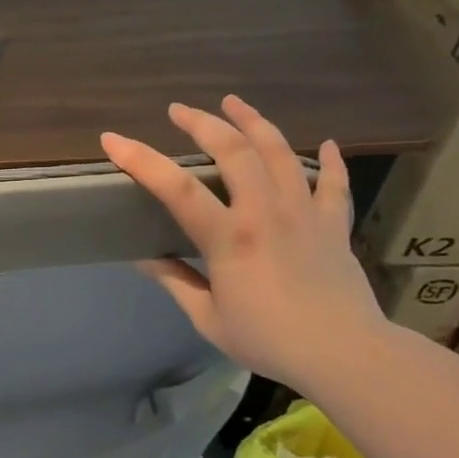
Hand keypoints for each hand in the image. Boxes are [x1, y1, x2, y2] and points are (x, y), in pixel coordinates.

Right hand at [101, 96, 387, 389]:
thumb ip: (176, 282)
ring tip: (234, 102)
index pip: (176, 188)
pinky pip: (333, 183)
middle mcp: (265, 212)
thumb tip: (144, 258)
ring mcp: (304, 212)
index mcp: (229, 238)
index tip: (113, 139)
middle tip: (179, 110)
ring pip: (280, 152)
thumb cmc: (268, 340)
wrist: (345, 355)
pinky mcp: (333, 224)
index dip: (141, 160)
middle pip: (233, 151)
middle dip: (202, 123)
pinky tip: (327, 144)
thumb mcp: (208, 318)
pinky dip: (330, 161)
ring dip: (254, 121)